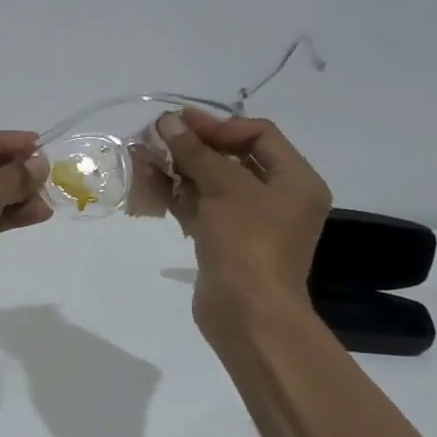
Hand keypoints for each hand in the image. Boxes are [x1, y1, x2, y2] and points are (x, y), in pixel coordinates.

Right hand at [155, 110, 331, 342]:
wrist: (248, 315)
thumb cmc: (248, 244)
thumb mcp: (225, 189)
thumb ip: (196, 152)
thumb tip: (168, 122)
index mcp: (295, 180)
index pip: (259, 135)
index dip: (219, 125)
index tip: (181, 123)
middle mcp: (277, 197)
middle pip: (232, 157)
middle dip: (193, 145)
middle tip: (156, 135)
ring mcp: (248, 222)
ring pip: (211, 183)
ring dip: (178, 167)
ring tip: (142, 154)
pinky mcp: (223, 241)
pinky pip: (200, 207)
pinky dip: (176, 193)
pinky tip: (147, 181)